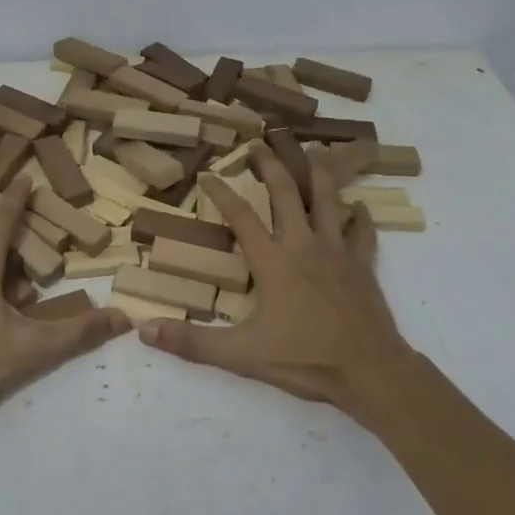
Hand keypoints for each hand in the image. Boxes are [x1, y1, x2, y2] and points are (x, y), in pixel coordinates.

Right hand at [137, 141, 416, 418]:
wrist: (370, 371)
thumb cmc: (305, 360)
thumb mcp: (242, 355)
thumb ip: (192, 342)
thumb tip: (144, 329)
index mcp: (273, 261)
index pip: (241, 217)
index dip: (222, 193)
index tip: (208, 174)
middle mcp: (304, 245)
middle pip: (287, 193)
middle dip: (271, 165)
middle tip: (260, 143)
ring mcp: (338, 252)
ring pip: (329, 201)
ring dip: (319, 174)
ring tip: (314, 151)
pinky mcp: (363, 266)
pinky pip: (363, 233)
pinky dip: (362, 217)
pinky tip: (362, 207)